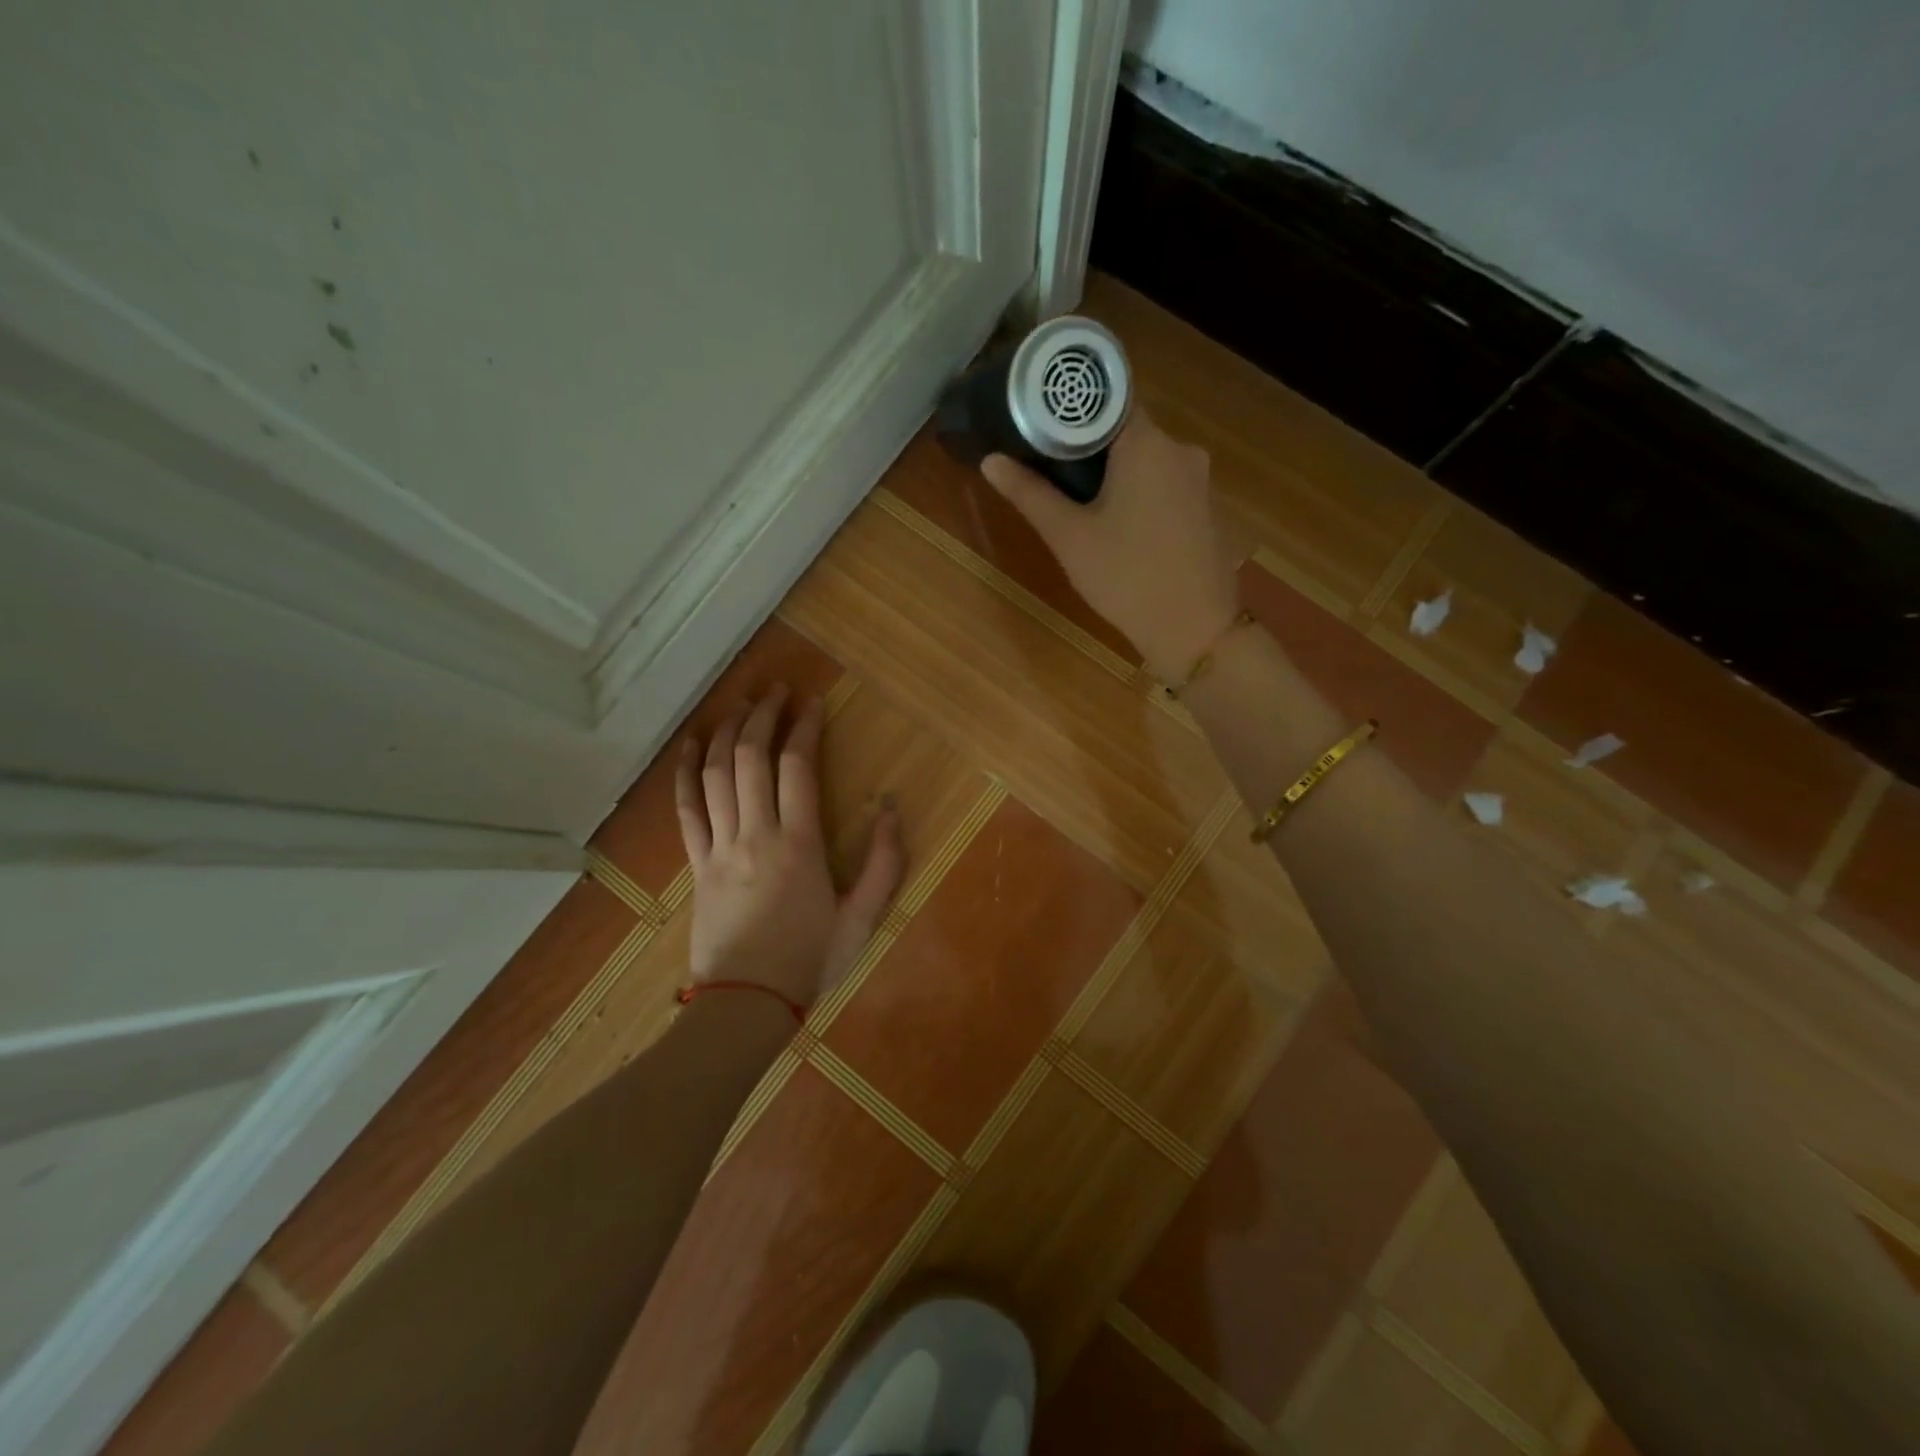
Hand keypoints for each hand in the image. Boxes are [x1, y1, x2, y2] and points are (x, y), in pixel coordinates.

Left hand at [675, 686, 902, 1007]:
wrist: (745, 1004)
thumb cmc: (808, 961)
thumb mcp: (862, 919)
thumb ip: (884, 863)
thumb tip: (892, 810)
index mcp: (798, 845)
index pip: (797, 768)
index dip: (804, 728)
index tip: (813, 703)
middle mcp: (755, 834)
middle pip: (750, 758)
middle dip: (763, 715)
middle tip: (776, 690)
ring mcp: (719, 847)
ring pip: (715, 774)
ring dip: (726, 732)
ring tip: (740, 704)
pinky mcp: (696, 863)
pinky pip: (686, 808)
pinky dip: (686, 771)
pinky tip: (691, 745)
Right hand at [982, 408, 1239, 682]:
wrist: (1194, 630)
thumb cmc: (1126, 577)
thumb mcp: (1069, 537)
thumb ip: (1030, 494)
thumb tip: (991, 460)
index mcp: (1147, 443)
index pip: (1108, 399)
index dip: (1073, 409)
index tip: (1042, 425)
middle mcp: (1181, 449)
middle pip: (1127, 430)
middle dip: (1090, 446)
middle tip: (1050, 468)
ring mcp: (1199, 480)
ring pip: (1147, 460)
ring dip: (1116, 472)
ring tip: (1079, 500)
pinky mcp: (1206, 509)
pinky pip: (1165, 484)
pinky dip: (1140, 492)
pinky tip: (1119, 525)